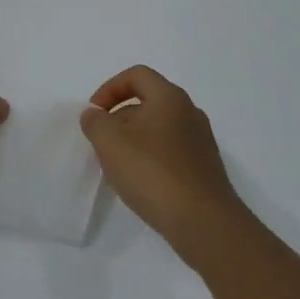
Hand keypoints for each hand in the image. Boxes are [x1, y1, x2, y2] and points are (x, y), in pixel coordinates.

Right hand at [80, 66, 249, 262]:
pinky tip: (141, 183)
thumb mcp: (110, 142)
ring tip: (118, 165)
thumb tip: (95, 114)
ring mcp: (201, 141)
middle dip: (120, 117)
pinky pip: (171, 151)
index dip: (110, 88)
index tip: (95, 113)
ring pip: (159, 128)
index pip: (136, 75)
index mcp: (170, 97)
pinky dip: (151, 158)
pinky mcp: (204, 168)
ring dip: (134, 140)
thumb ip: (95, 122)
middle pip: (148, 101)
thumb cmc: (153, 173)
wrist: (204, 222)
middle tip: (102, 142)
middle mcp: (189, 112)